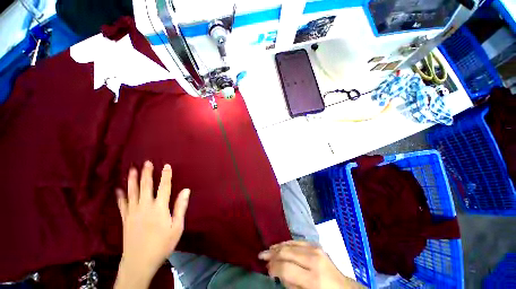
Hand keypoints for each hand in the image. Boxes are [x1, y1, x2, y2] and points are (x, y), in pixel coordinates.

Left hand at [114, 161, 190, 288]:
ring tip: (131, 169)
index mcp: (159, 208)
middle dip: (146, 173)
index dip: (166, 175)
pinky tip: (118, 189)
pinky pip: (121, 204)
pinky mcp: (125, 219)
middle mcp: (145, 206)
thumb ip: (180, 207)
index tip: (166, 165)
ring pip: (132, 192)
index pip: (164, 187)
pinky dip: (120, 196)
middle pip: (146, 186)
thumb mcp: (177, 227)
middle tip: (146, 162)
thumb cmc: (162, 244)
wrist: (139, 262)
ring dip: (132, 180)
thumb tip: (186, 190)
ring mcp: (133, 212)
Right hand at [258, 240, 362, 288]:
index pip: (286, 267)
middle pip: (287, 252)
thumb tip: (276, 271)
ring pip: (290, 243)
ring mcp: (316, 249)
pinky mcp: (316, 245)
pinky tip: (280, 245)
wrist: (343, 288)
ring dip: (278, 246)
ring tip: (268, 250)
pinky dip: (286, 243)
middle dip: (272, 254)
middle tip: (261, 256)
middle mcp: (314, 259)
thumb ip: (290, 283)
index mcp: (313, 278)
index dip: (273, 267)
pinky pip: (297, 241)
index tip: (266, 269)